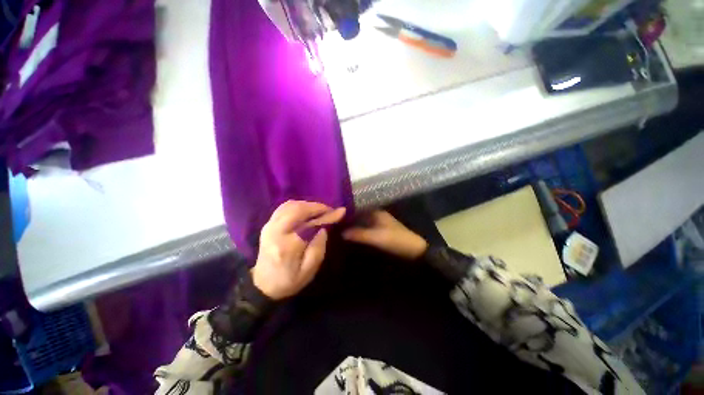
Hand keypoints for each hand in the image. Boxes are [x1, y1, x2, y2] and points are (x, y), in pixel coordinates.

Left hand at [252, 200, 345, 299]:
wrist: (263, 285)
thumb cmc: (289, 280)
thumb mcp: (309, 271)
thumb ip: (318, 248)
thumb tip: (323, 228)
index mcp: (287, 246)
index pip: (309, 224)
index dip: (326, 216)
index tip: (340, 212)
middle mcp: (276, 232)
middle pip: (297, 209)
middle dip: (316, 206)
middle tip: (329, 211)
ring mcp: (269, 226)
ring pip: (290, 205)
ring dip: (307, 205)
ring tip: (319, 211)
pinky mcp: (268, 225)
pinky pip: (283, 208)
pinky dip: (297, 205)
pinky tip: (305, 211)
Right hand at [342, 211, 427, 259]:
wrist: (414, 250)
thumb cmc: (395, 240)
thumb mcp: (376, 237)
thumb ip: (359, 234)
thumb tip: (341, 232)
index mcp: (376, 212)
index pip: (358, 208)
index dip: (347, 211)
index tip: (335, 214)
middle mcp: (377, 215)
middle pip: (359, 215)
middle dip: (349, 219)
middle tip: (334, 223)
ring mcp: (379, 224)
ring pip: (362, 222)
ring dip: (353, 226)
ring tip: (339, 228)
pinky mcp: (380, 232)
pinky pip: (366, 229)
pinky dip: (359, 231)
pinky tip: (351, 235)